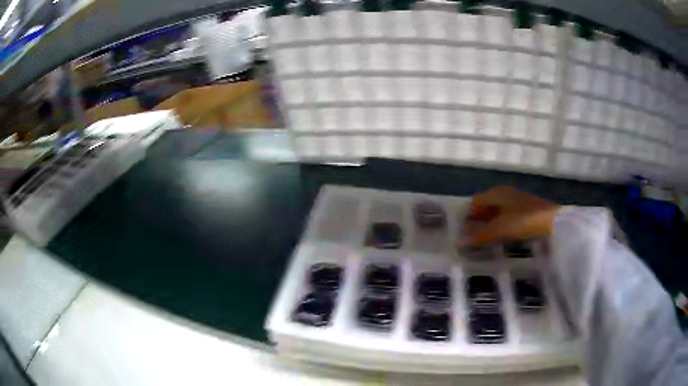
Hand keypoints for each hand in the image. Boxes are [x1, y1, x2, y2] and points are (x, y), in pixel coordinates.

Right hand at [463, 186, 560, 245]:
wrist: (553, 221)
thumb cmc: (524, 220)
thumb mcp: (500, 229)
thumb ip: (480, 234)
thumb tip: (460, 240)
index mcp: (496, 193)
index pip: (476, 201)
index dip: (468, 215)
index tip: (463, 232)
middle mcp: (505, 193)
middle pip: (486, 205)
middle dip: (478, 220)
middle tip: (473, 237)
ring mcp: (516, 200)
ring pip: (497, 211)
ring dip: (490, 223)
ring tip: (485, 239)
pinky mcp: (525, 209)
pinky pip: (507, 216)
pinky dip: (501, 225)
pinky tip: (502, 236)